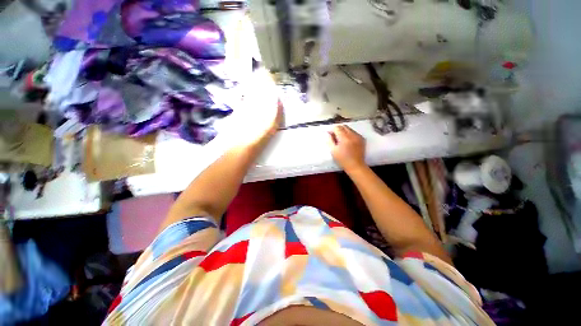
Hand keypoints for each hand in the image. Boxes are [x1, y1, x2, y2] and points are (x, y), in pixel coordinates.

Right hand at [328, 125, 366, 172]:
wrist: (356, 166)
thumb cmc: (342, 160)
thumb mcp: (333, 150)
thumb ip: (330, 140)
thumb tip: (328, 133)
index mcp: (344, 138)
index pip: (337, 128)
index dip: (332, 130)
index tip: (330, 135)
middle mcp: (352, 135)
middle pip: (343, 126)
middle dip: (338, 130)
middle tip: (335, 137)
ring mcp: (358, 136)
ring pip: (349, 129)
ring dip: (344, 132)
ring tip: (341, 140)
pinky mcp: (362, 139)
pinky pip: (354, 133)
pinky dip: (350, 135)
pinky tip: (348, 142)